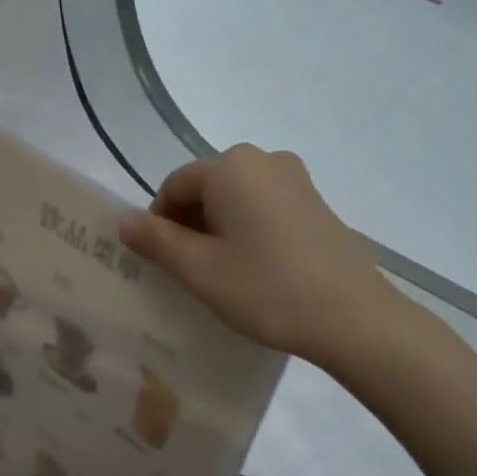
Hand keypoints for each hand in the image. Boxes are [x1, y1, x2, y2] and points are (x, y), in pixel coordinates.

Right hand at [119, 144, 393, 362]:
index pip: (174, 186)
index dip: (157, 223)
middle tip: (187, 273)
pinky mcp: (316, 203)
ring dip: (218, 230)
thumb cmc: (266, 289)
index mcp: (231, 166)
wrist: (352, 316)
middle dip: (189, 226)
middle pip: (207, 188)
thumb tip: (124, 220)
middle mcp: (264, 159)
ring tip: (220, 275)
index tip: (158, 263)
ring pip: (236, 199)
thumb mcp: (200, 270)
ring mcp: (296, 179)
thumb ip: (156, 241)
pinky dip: (248, 231)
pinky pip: (265, 208)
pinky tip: (255, 269)